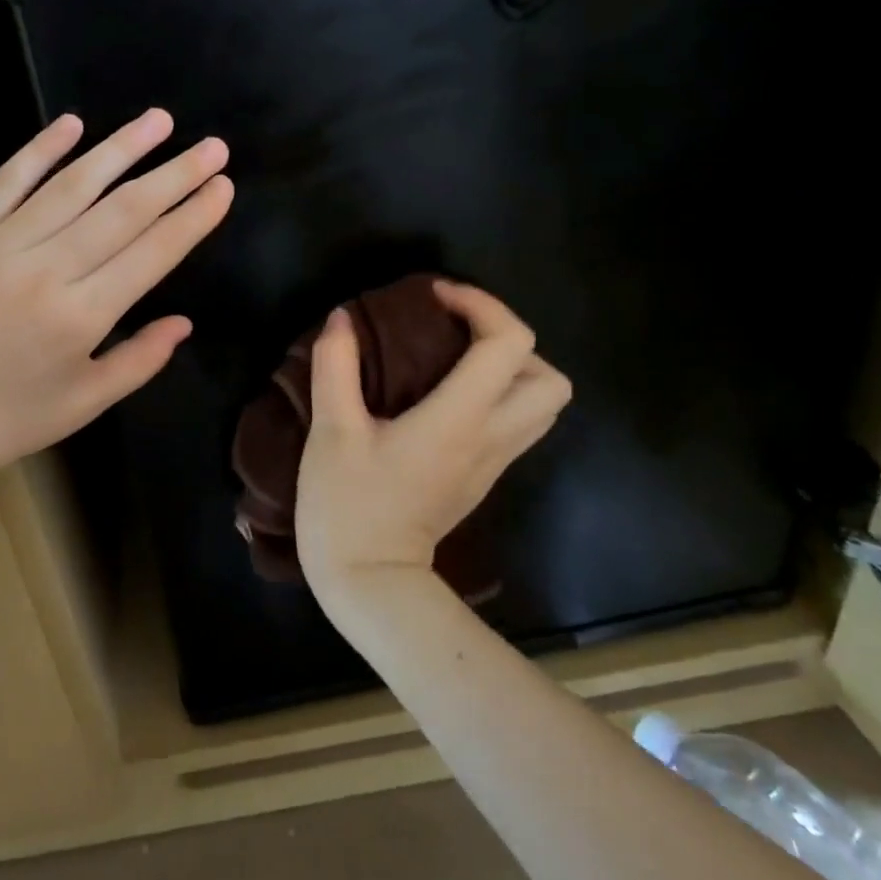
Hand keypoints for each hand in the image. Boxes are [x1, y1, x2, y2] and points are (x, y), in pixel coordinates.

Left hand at [0, 108, 232, 498]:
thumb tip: (183, 321)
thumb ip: (141, 359)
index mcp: (80, 317)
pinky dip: (40, 150)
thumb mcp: (86, 403)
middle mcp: (44, 271)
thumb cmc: (9, 420)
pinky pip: (5, 182)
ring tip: (159, 121)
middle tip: (213, 147)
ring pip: (70, 185)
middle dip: (174, 175)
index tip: (223, 186)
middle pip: (122, 210)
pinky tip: (73, 124)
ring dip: (120, 149)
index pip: (152, 252)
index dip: (193, 217)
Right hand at [294, 280, 570, 606]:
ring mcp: (493, 462)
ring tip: (455, 357)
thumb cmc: (347, 505)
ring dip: (510, 368)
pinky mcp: (482, 476)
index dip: (480, 304)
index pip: (508, 344)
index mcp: (459, 420)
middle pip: (549, 378)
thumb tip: (342, 318)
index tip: (434, 297)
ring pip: (542, 405)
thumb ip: (336, 366)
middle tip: (455, 332)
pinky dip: (498, 394)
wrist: (370, 582)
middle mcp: (491, 437)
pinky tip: (447, 392)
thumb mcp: (331, 432)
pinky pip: (518, 423)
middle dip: (508, 339)